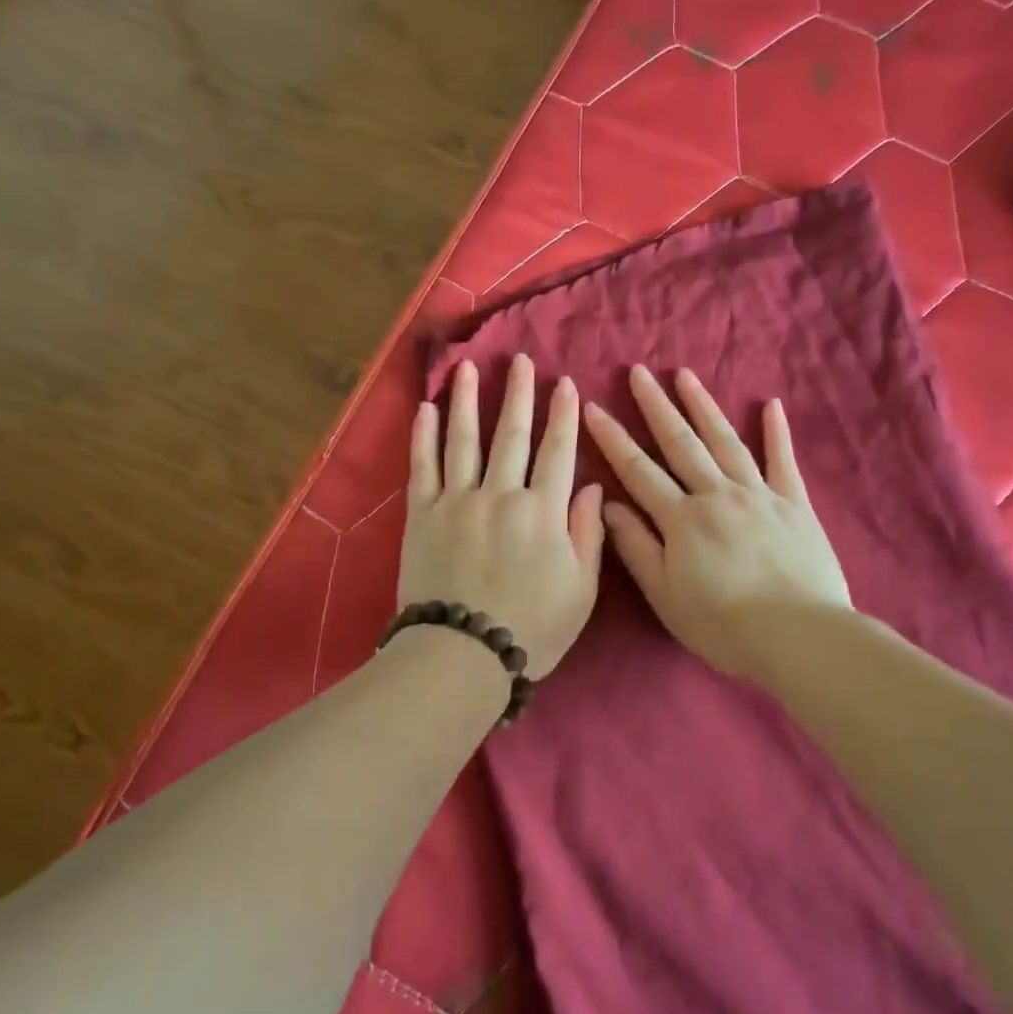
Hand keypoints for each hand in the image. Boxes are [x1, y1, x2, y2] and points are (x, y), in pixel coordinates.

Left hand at [398, 355, 604, 677]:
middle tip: (520, 359)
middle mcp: (501, 494)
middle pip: (512, 435)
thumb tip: (590, 486)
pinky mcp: (422, 514)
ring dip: (468, 400)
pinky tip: (427, 408)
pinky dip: (424, 435)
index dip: (563, 415)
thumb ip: (588, 534)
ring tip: (470, 367)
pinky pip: (422, 466)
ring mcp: (457, 500)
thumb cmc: (532, 629)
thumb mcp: (580, 591)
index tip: (565, 383)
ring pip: (465, 439)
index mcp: (543, 511)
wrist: (463, 654)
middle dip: (519, 393)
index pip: (557, 451)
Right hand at [584, 365, 850, 683]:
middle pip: (681, 443)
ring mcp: (759, 495)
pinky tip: (770, 406)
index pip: (638, 470)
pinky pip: (783, 461)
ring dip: (703, 406)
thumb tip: (608, 505)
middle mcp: (717, 495)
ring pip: (726, 441)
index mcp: (682, 519)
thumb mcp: (665, 595)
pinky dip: (776, 433)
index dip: (613, 438)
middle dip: (656, 406)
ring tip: (685, 376)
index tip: (593, 407)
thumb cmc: (723, 625)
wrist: (799, 637)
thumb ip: (636, 547)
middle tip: (639, 372)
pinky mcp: (795, 505)